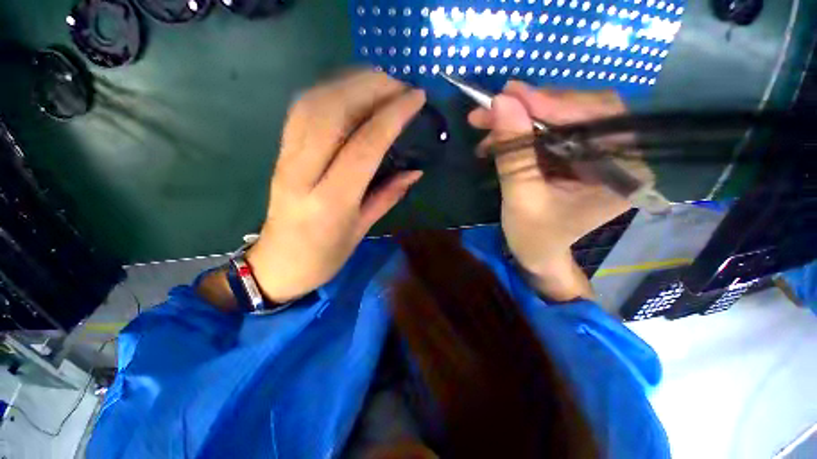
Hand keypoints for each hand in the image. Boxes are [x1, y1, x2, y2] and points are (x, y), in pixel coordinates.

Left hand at [246, 71, 425, 301]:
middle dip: (371, 88)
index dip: (392, 116)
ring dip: (349, 82)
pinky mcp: (280, 152)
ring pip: (313, 103)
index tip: (416, 98)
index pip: (364, 145)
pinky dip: (328, 90)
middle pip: (333, 112)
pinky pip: (301, 110)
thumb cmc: (324, 256)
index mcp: (330, 201)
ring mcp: (286, 158)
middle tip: (401, 85)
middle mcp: (303, 172)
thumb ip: (388, 195)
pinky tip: (349, 90)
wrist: (278, 263)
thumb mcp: (362, 229)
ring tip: (380, 81)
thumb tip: (415, 171)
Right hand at [469, 81, 634, 299]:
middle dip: (533, 107)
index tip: (511, 95)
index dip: (553, 104)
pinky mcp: (576, 152)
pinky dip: (522, 128)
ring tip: (486, 122)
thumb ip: (514, 153)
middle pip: (582, 110)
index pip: (596, 120)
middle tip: (494, 106)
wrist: (537, 252)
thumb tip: (500, 103)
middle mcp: (621, 154)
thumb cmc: (534, 236)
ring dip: (522, 116)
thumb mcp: (521, 198)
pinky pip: (551, 128)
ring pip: (562, 116)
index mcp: (623, 172)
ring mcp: (597, 151)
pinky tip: (497, 136)